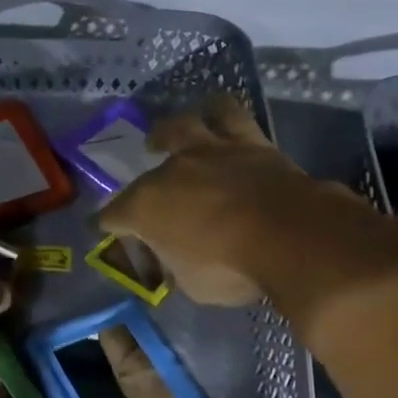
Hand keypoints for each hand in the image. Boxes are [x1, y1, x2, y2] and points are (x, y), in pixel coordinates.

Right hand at [98, 95, 366, 305]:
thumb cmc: (231, 268)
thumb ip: (177, 266)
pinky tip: (220, 113)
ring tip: (172, 134)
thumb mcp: (192, 284)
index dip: (110, 228)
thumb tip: (176, 259)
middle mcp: (169, 172)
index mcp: (144, 209)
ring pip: (182, 125)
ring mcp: (208, 152)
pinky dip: (220, 113)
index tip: (111, 234)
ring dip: (172, 129)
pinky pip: (230, 114)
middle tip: (149, 194)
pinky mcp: (248, 141)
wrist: (287, 234)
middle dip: (141, 183)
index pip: (112, 217)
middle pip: (144, 174)